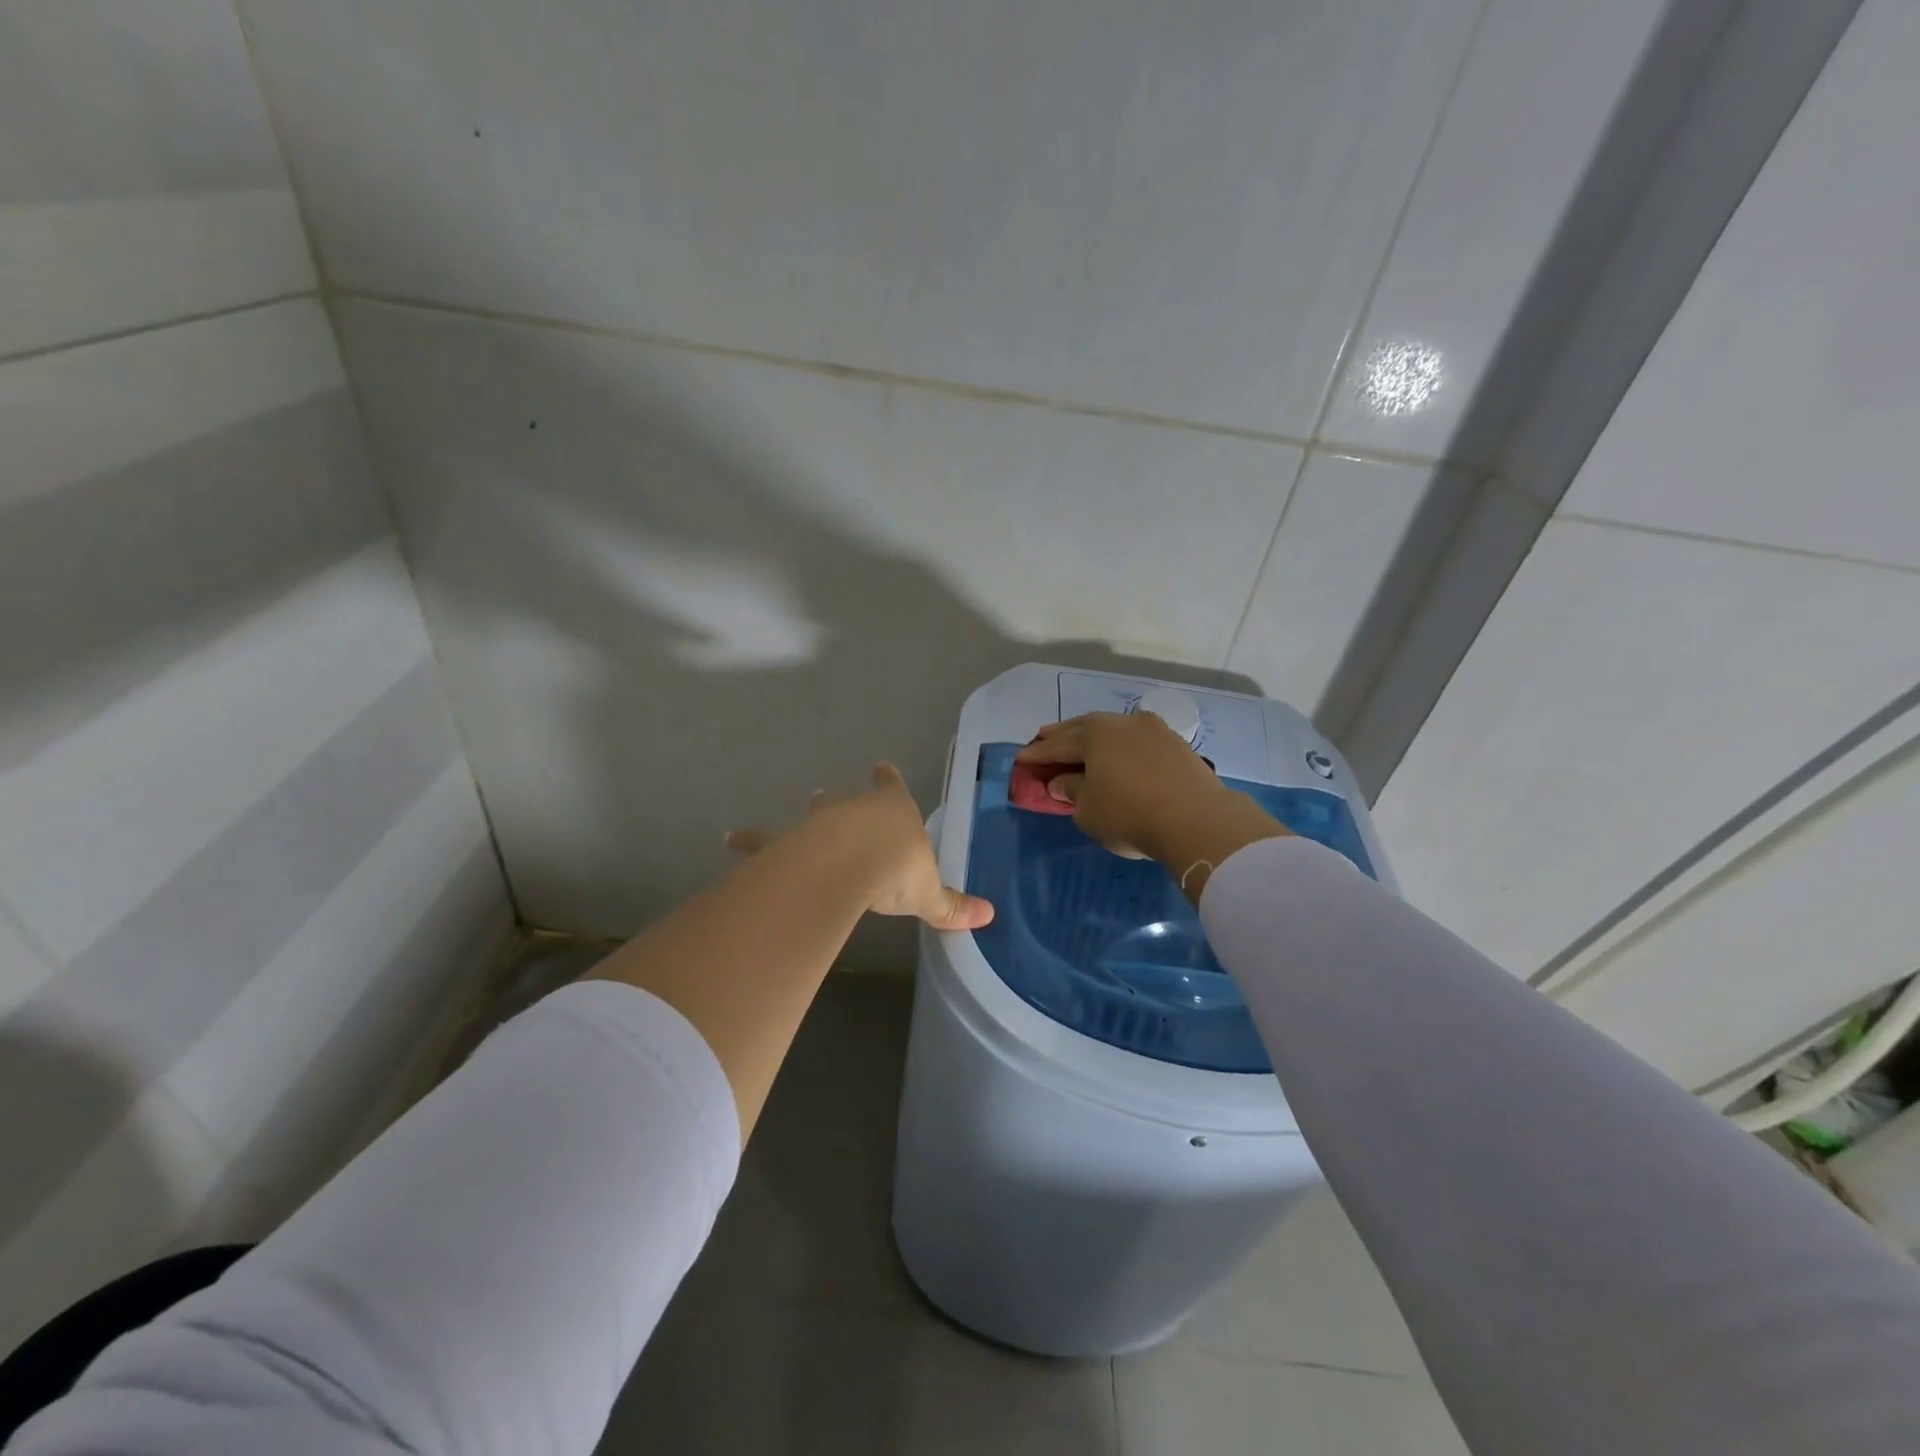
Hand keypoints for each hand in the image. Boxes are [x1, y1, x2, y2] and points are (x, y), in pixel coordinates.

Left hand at [726, 763, 993, 930]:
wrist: (849, 864)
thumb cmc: (896, 869)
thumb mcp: (929, 892)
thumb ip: (952, 905)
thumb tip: (988, 917)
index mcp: (893, 810)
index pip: (892, 786)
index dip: (889, 778)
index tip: (882, 767)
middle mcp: (854, 808)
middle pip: (847, 799)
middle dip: (842, 799)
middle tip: (828, 794)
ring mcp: (819, 821)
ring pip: (810, 816)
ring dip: (805, 817)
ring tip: (804, 811)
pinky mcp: (789, 840)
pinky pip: (765, 838)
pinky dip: (750, 839)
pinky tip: (730, 839)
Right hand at [1017, 713, 1284, 876]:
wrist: (1197, 819)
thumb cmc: (1129, 814)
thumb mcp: (1087, 810)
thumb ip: (1070, 790)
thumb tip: (1062, 781)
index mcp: (1094, 734)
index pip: (1057, 744)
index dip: (1037, 755)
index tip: (1020, 759)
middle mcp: (1122, 722)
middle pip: (1084, 728)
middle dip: (1062, 736)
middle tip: (1043, 740)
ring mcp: (1154, 729)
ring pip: (1114, 730)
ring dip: (1095, 738)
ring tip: (1082, 746)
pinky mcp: (1177, 744)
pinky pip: (1138, 740)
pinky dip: (1121, 747)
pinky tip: (1119, 755)